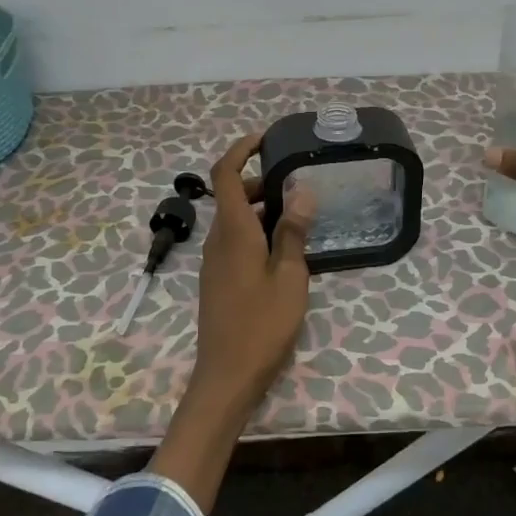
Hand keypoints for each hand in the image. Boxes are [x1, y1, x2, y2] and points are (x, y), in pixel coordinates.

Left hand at [193, 132, 316, 407]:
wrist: (227, 376)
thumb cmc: (262, 324)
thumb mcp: (290, 276)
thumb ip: (293, 232)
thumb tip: (300, 190)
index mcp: (233, 231)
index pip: (223, 174)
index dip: (240, 149)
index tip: (266, 139)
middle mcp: (218, 239)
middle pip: (231, 194)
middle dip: (260, 180)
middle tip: (297, 183)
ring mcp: (215, 261)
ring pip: (234, 219)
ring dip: (261, 208)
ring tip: (299, 216)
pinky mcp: (219, 279)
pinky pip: (235, 240)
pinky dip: (257, 230)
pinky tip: (285, 249)